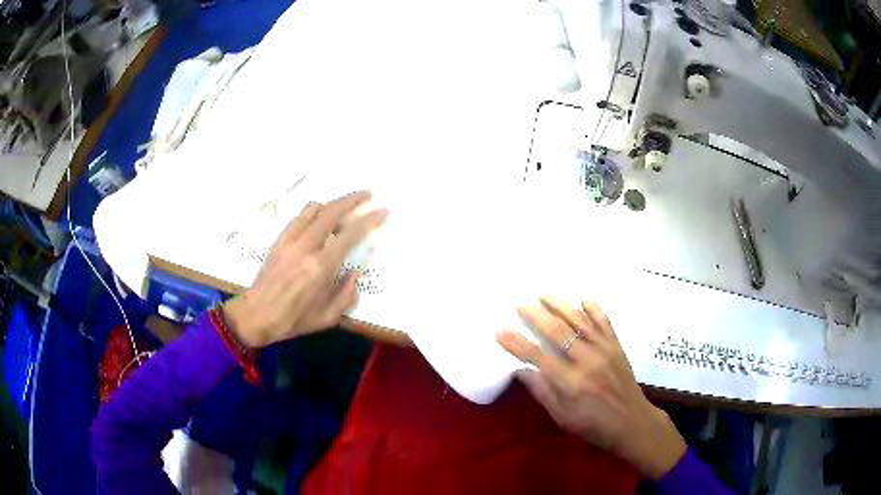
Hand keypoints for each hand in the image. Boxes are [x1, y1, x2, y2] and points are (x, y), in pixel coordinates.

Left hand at [224, 191, 385, 347]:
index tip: (382, 210)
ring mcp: (290, 240)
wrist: (257, 315)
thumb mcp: (328, 317)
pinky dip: (313, 211)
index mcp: (321, 267)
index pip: (350, 234)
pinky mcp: (279, 240)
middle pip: (332, 212)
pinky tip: (319, 216)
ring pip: (314, 209)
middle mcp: (306, 247)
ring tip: (344, 206)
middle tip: (367, 194)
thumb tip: (355, 272)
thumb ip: (347, 294)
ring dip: (332, 203)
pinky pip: (298, 217)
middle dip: (353, 199)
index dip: (369, 219)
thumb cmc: (294, 320)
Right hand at [496, 297, 685, 479]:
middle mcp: (587, 361)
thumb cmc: (592, 424)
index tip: (500, 330)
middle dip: (536, 316)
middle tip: (521, 305)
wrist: (631, 421)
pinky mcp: (616, 345)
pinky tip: (584, 299)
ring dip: (561, 305)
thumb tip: (519, 371)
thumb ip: (542, 391)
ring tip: (545, 294)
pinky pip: (605, 321)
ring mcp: (604, 349)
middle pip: (558, 332)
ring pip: (580, 321)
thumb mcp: (562, 416)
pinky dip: (594, 308)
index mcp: (571, 382)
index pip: (537, 357)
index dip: (517, 343)